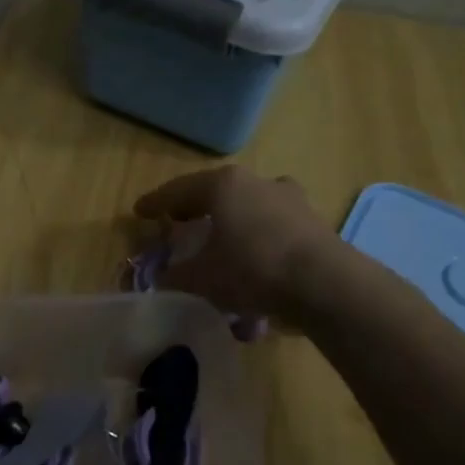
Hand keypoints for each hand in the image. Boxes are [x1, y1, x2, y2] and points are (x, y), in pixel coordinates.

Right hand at [133, 166, 334, 317]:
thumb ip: (175, 277)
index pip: (178, 190)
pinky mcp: (312, 220)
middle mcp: (256, 181)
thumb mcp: (202, 279)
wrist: (325, 283)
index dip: (156, 203)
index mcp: (223, 185)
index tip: (139, 212)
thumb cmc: (252, 268)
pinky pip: (273, 224)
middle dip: (195, 207)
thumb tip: (161, 280)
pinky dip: (257, 235)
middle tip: (178, 222)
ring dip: (231, 219)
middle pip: (215, 191)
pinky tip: (254, 256)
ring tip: (220, 239)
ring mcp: (288, 198)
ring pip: (248, 204)